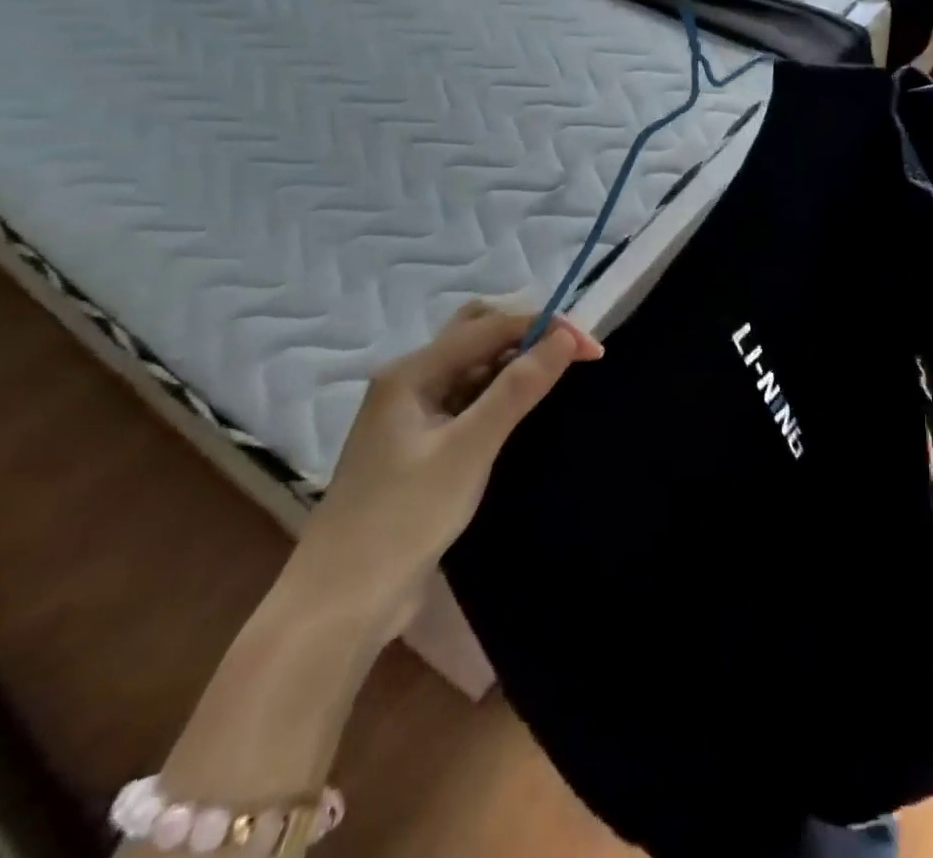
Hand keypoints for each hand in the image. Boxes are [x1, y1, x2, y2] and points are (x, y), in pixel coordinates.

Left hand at [284, 304, 602, 639]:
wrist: (340, 604)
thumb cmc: (403, 519)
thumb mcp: (469, 449)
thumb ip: (517, 389)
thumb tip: (566, 338)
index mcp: (412, 372)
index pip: (490, 327)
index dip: (544, 329)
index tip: (592, 349)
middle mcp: (409, 380)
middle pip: (475, 334)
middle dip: (525, 336)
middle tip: (568, 358)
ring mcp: (411, 413)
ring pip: (472, 366)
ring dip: (512, 364)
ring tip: (552, 380)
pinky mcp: (419, 443)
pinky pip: (466, 398)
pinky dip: (496, 394)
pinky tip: (518, 410)